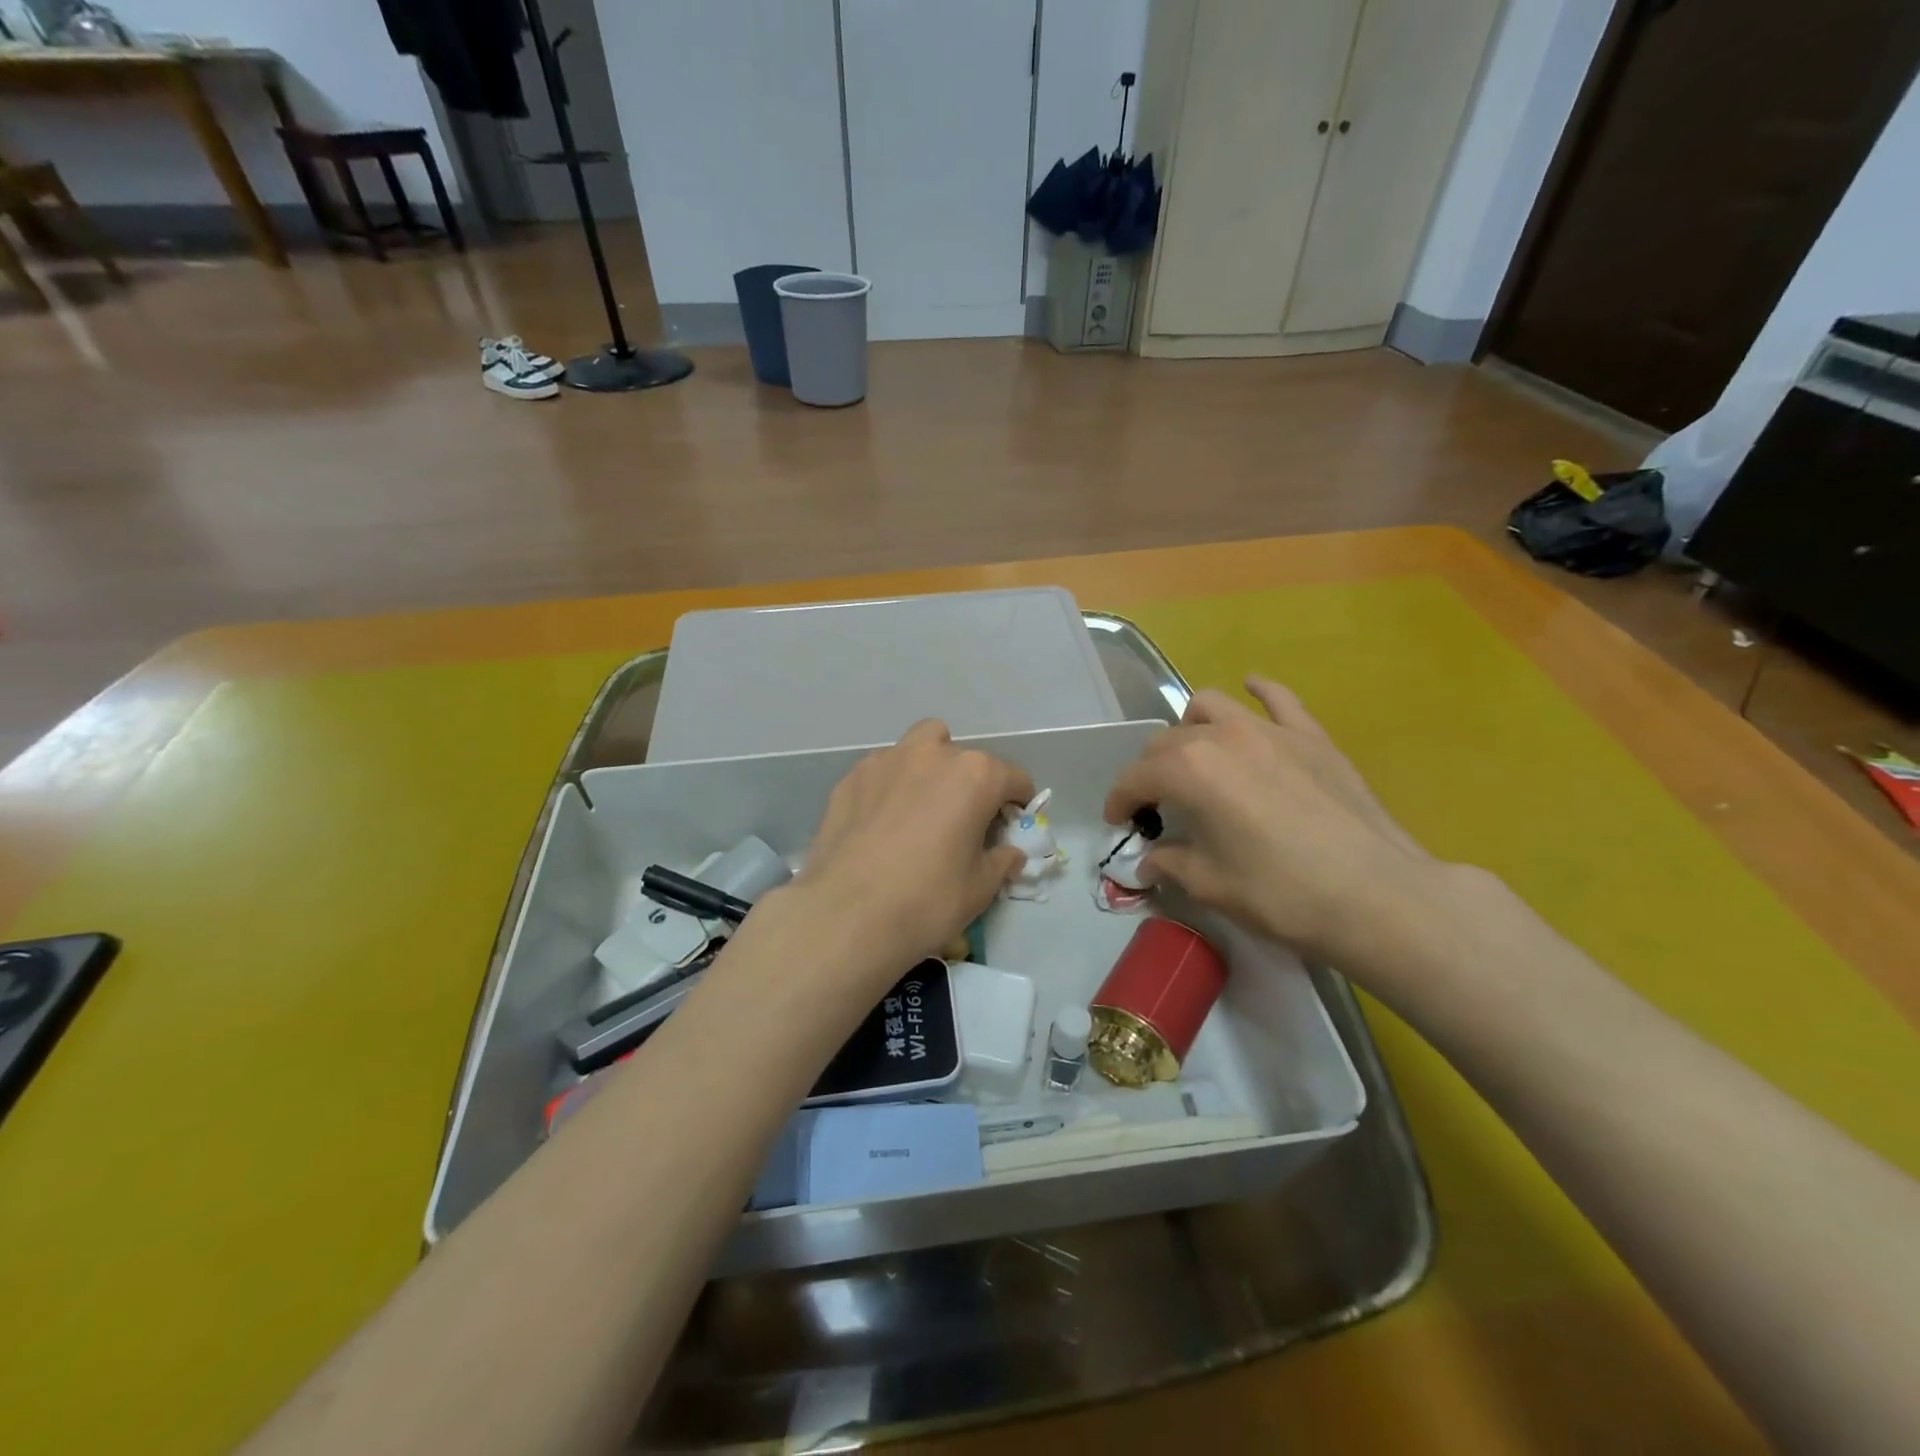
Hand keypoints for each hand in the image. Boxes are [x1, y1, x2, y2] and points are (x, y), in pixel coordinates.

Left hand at [792, 720, 1034, 978]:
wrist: (846, 914)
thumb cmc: (927, 900)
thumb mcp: (980, 888)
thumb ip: (1001, 861)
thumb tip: (1009, 853)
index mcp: (975, 775)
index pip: (1013, 778)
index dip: (1018, 802)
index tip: (1011, 825)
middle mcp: (933, 754)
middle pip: (965, 758)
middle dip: (972, 782)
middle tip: (964, 820)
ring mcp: (886, 760)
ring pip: (920, 747)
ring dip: (930, 768)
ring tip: (922, 807)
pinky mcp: (851, 777)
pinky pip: (883, 770)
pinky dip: (892, 785)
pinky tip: (883, 821)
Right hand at [1104, 676, 1433, 962]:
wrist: (1376, 894)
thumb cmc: (1281, 893)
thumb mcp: (1211, 884)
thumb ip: (1171, 863)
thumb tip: (1150, 861)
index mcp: (1188, 771)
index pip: (1136, 777)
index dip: (1120, 801)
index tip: (1118, 823)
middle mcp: (1220, 736)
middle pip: (1167, 742)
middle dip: (1151, 771)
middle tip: (1158, 806)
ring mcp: (1268, 729)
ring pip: (1210, 707)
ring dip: (1191, 729)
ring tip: (1196, 756)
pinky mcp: (1310, 736)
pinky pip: (1277, 699)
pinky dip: (1258, 692)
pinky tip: (1251, 688)